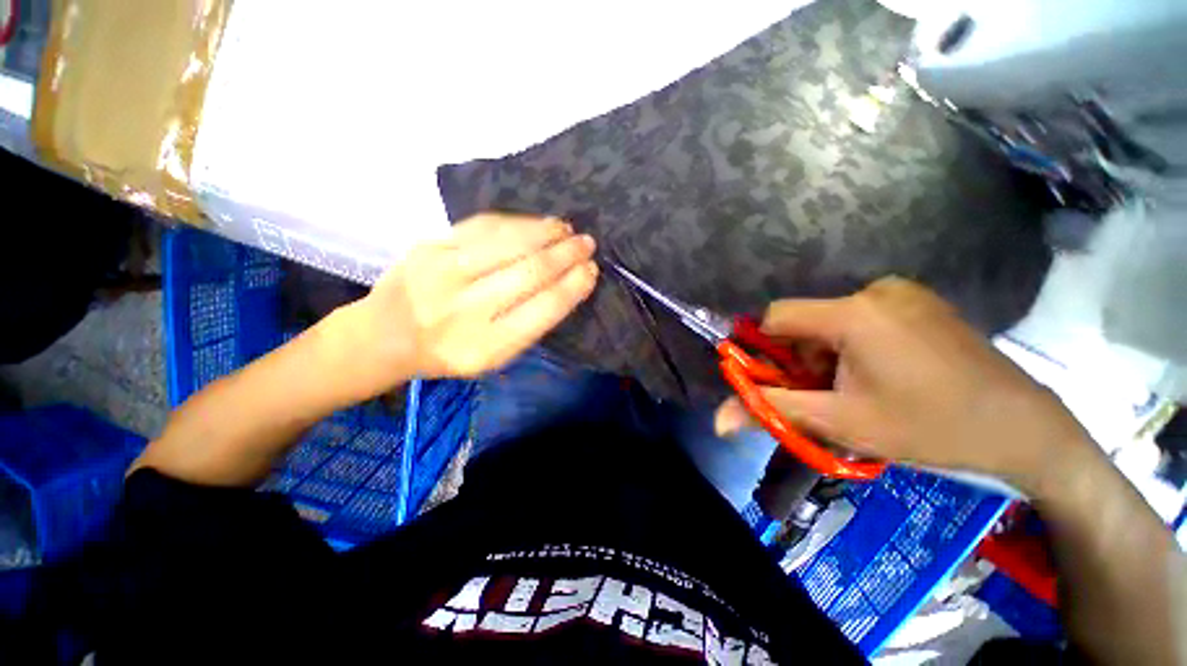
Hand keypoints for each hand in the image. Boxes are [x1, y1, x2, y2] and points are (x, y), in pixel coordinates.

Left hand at [349, 213, 597, 383]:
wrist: (385, 336)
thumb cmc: (449, 352)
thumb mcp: (493, 357)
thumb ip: (529, 325)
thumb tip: (566, 283)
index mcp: (485, 347)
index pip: (543, 310)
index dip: (572, 287)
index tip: (591, 271)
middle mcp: (464, 310)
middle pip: (529, 272)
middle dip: (566, 255)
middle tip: (587, 244)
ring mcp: (442, 273)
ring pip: (508, 243)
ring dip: (545, 232)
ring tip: (566, 229)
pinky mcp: (429, 246)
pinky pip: (483, 227)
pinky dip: (517, 223)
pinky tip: (536, 223)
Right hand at [715, 277, 1090, 488]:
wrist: (1024, 431)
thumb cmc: (929, 428)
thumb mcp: (840, 424)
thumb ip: (771, 412)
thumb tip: (718, 422)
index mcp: (855, 313)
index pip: (776, 317)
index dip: (768, 351)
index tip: (785, 383)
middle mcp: (875, 290)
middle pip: (806, 323)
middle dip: (804, 361)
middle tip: (830, 397)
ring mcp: (904, 293)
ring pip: (832, 323)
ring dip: (828, 357)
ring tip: (861, 391)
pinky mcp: (921, 302)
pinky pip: (863, 320)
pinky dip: (854, 347)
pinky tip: (885, 376)